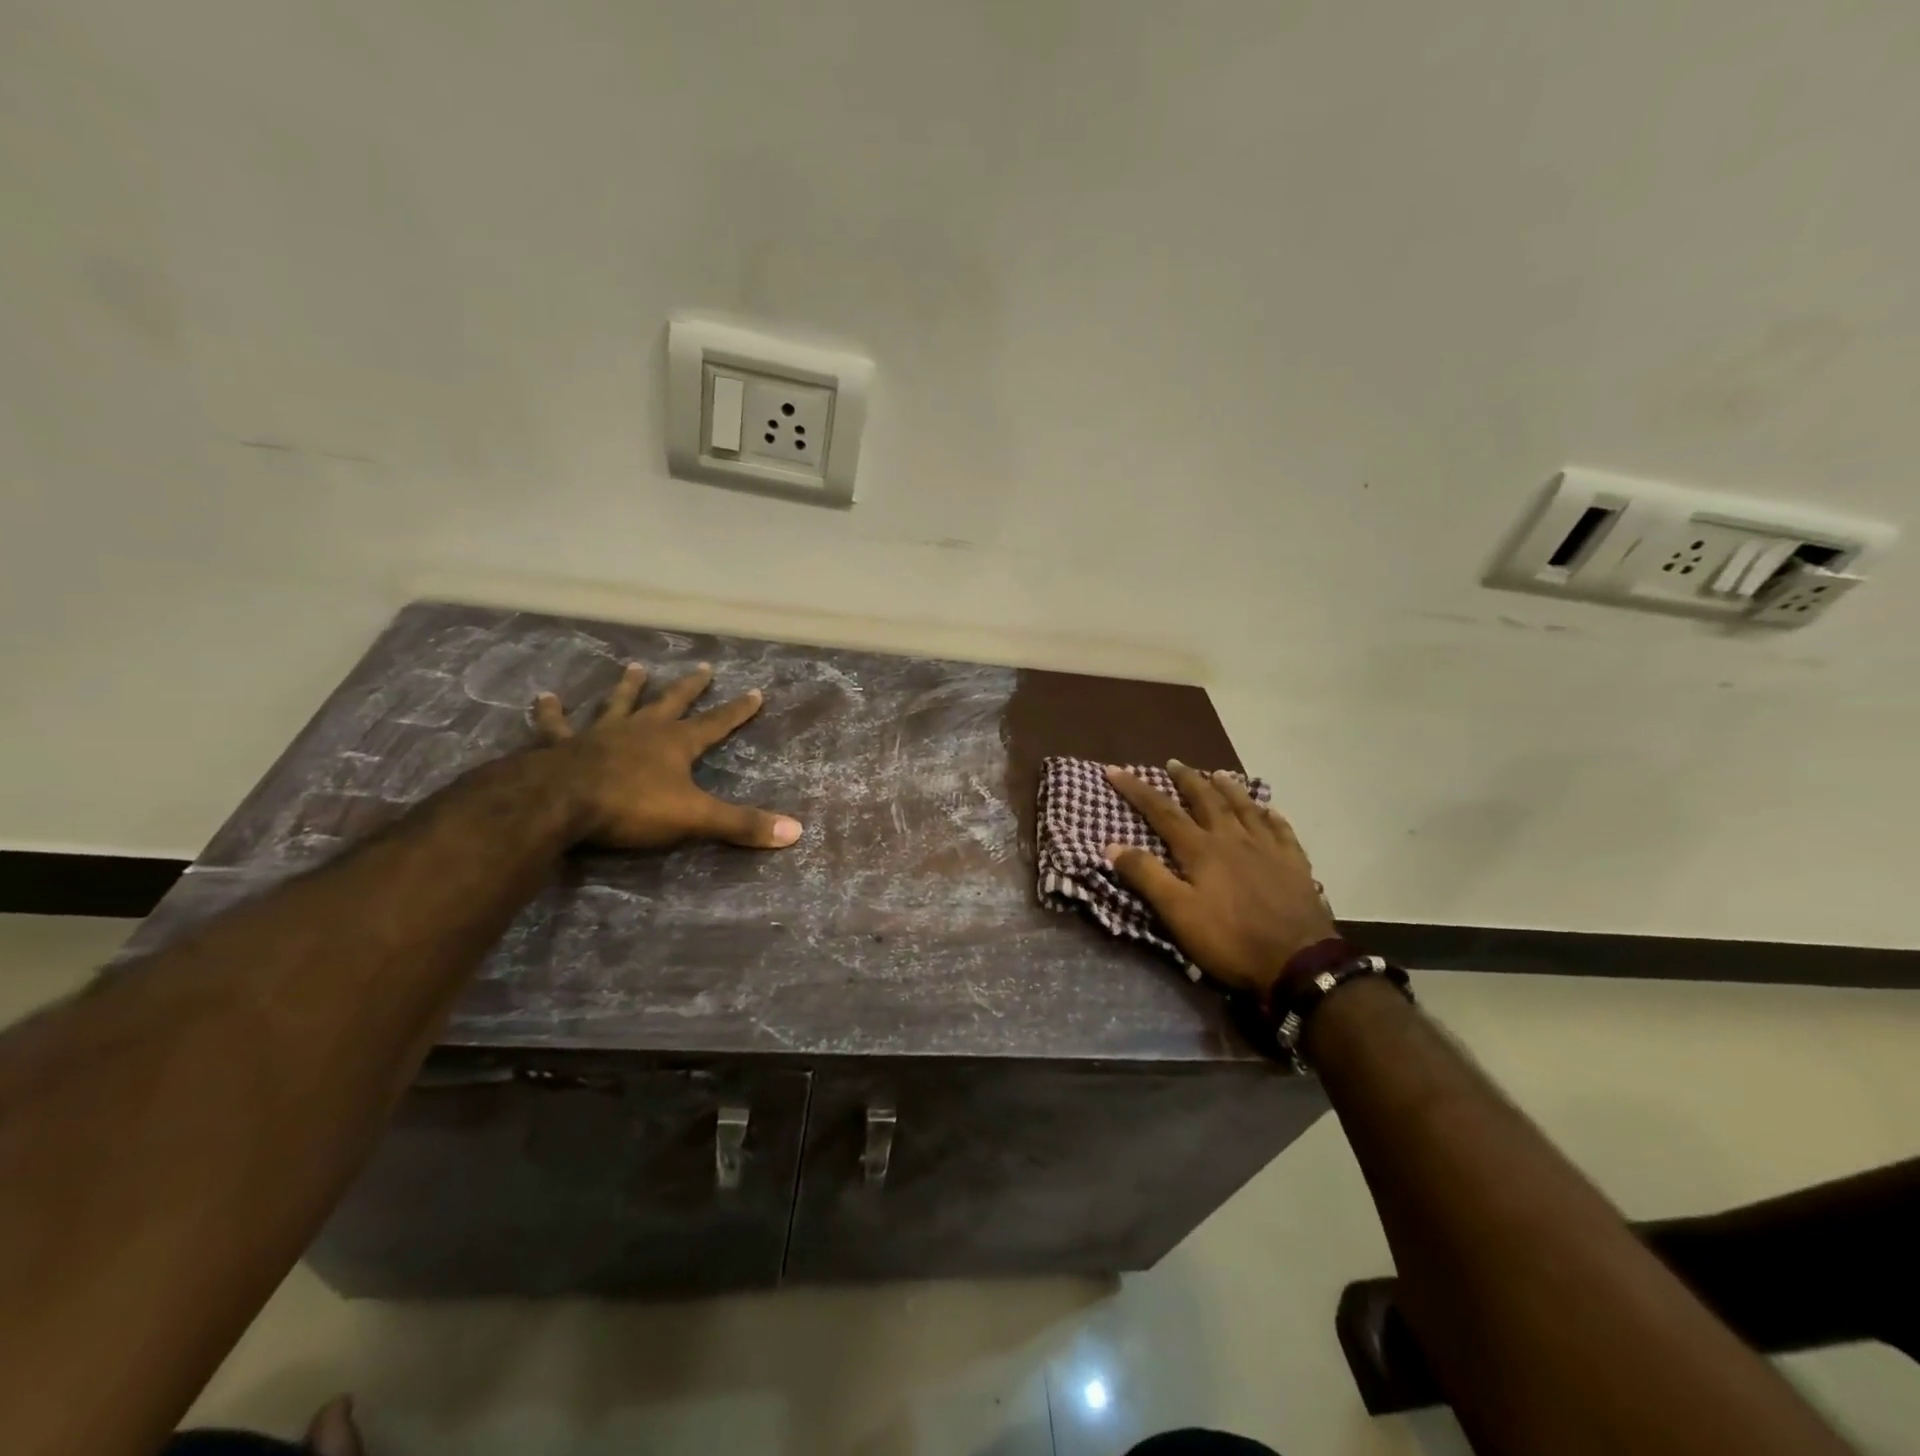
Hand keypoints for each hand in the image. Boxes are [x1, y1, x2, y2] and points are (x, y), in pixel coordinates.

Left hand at [533, 662, 802, 851]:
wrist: (560, 802)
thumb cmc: (632, 807)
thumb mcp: (695, 818)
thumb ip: (742, 824)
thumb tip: (796, 831)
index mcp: (675, 743)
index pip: (716, 723)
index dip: (738, 710)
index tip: (756, 691)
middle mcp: (641, 730)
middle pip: (671, 702)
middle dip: (690, 687)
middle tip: (703, 667)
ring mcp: (600, 734)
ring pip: (618, 704)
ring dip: (628, 687)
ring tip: (635, 667)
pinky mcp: (561, 746)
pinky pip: (555, 726)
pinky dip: (550, 712)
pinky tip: (544, 698)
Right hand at [1104, 762, 1334, 995]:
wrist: (1299, 962)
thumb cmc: (1230, 939)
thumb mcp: (1178, 913)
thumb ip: (1146, 877)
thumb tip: (1111, 844)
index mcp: (1201, 849)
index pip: (1162, 811)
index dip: (1136, 789)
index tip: (1115, 769)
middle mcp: (1233, 838)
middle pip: (1206, 800)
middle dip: (1186, 780)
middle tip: (1173, 763)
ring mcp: (1268, 848)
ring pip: (1245, 808)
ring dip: (1228, 788)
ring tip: (1218, 774)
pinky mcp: (1294, 864)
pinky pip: (1281, 830)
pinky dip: (1272, 816)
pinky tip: (1270, 811)